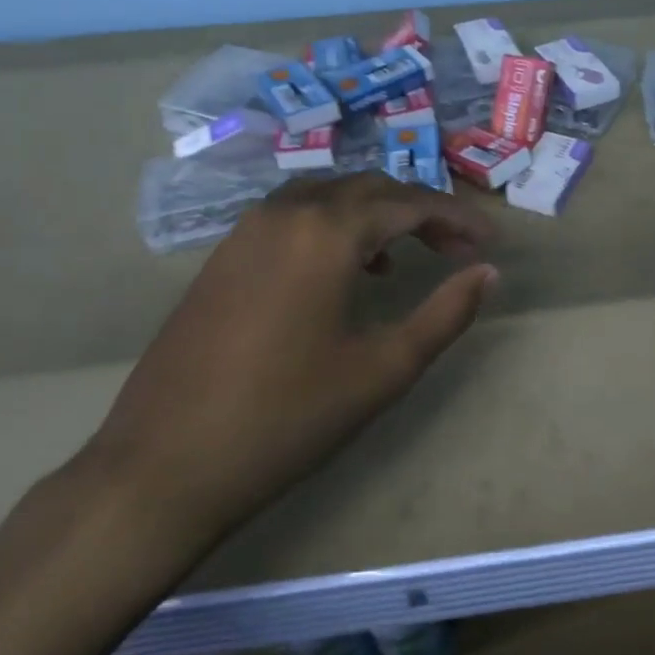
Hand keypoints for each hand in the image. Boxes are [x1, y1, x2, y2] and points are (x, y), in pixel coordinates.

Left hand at [84, 173, 496, 550]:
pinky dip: (333, 226)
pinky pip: (293, 216)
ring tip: (405, 256)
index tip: (490, 242)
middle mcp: (286, 213)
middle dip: (420, 211)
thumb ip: (445, 313)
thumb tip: (487, 273)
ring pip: (328, 196)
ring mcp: (246, 230)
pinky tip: (344, 271)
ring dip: (375, 214)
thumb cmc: (287, 417)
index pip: (409, 203)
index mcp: (326, 232)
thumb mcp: (383, 369)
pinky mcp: (223, 255)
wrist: (164, 465)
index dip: (457, 217)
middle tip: (456, 249)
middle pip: (369, 189)